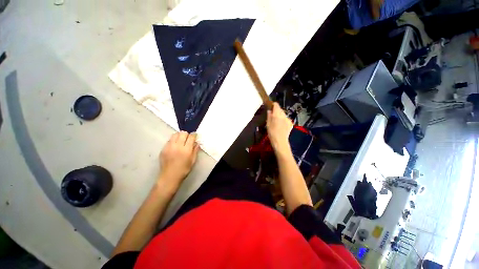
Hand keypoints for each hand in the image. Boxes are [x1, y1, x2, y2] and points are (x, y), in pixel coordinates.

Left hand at [158, 131, 198, 190]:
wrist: (169, 176)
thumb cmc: (184, 169)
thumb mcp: (193, 161)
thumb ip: (195, 150)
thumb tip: (197, 143)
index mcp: (186, 150)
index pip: (191, 137)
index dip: (194, 135)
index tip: (195, 136)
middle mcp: (177, 146)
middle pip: (183, 133)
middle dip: (187, 134)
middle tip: (188, 139)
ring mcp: (169, 146)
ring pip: (175, 134)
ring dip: (179, 135)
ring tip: (181, 141)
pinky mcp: (163, 148)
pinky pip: (169, 140)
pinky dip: (173, 140)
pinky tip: (175, 146)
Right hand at [266, 103, 292, 154]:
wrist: (280, 141)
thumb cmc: (272, 133)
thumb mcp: (268, 124)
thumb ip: (269, 116)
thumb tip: (269, 110)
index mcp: (277, 114)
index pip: (276, 105)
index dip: (273, 105)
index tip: (270, 107)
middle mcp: (284, 115)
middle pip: (280, 109)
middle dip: (276, 111)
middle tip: (272, 116)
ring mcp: (288, 119)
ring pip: (283, 114)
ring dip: (280, 116)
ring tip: (276, 122)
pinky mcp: (290, 123)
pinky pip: (286, 119)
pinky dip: (283, 120)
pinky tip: (281, 125)